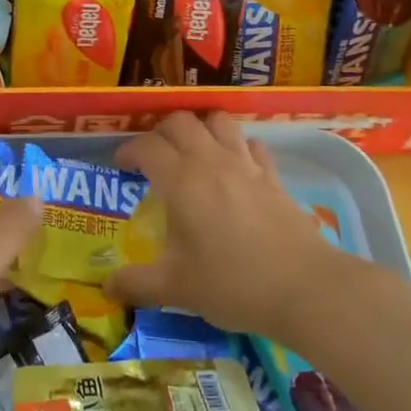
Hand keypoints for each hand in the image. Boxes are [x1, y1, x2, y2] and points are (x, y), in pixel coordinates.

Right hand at [104, 112, 352, 338]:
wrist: (303, 287)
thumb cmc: (232, 283)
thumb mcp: (176, 288)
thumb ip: (136, 284)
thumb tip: (107, 287)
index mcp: (181, 180)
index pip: (147, 146)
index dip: (128, 151)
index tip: (121, 166)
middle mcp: (211, 161)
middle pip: (181, 122)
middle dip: (161, 132)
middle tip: (154, 157)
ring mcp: (246, 165)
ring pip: (219, 121)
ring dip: (201, 128)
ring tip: (193, 151)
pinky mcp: (273, 176)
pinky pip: (251, 144)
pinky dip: (237, 146)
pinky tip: (235, 167)